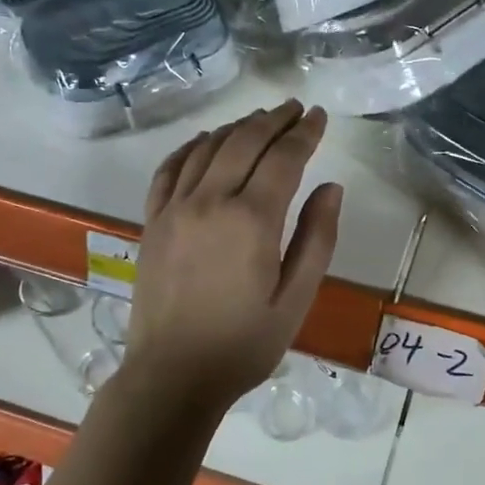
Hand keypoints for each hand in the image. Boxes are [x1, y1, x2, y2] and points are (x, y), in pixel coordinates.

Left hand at [122, 100, 342, 411]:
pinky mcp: (152, 222)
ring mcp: (174, 209)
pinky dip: (191, 147)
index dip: (304, 132)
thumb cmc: (244, 344)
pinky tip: (205, 142)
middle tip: (294, 108)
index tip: (318, 116)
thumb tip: (331, 188)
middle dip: (273, 120)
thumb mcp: (296, 299)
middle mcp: (210, 202)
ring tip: (259, 119)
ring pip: (208, 148)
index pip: (283, 158)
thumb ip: (317, 239)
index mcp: (252, 221)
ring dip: (236, 128)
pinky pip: (169, 169)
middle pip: (244, 142)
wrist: (172, 376)